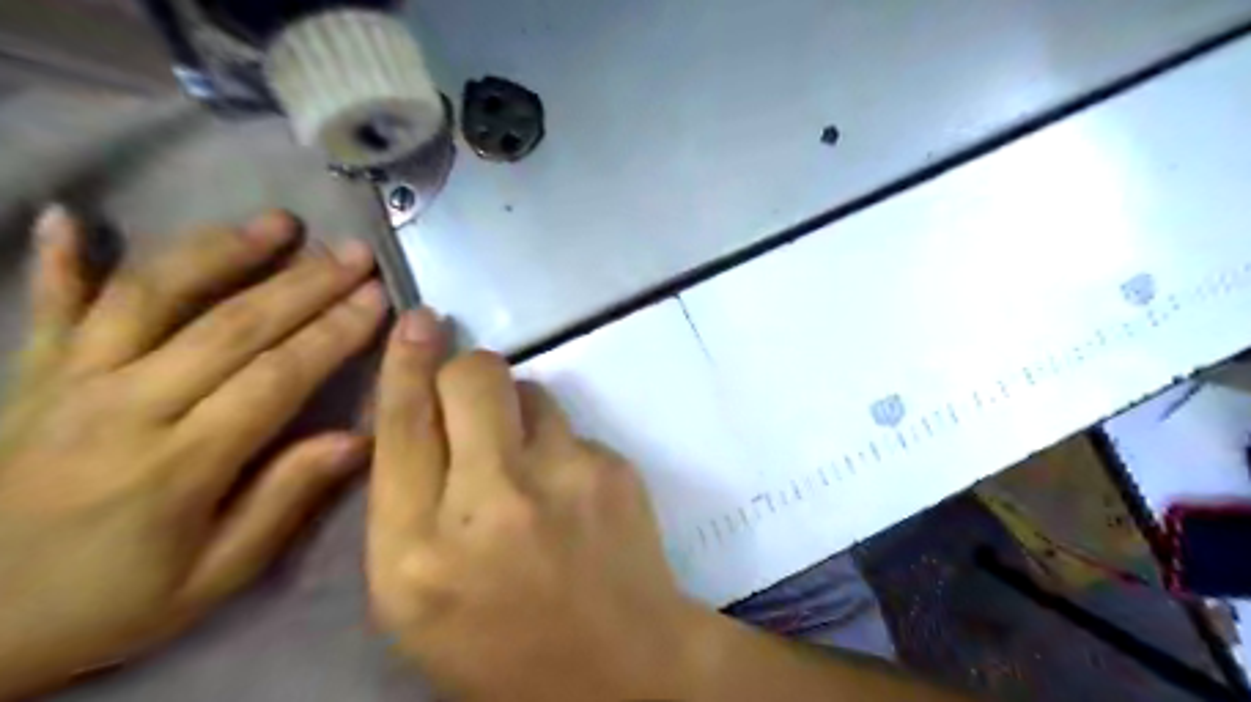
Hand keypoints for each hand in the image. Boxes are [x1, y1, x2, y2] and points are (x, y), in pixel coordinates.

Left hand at [0, 206, 386, 697]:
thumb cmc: (107, 602)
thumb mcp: (213, 577)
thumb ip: (284, 500)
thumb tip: (358, 439)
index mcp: (178, 463)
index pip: (276, 377)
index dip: (333, 333)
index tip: (378, 297)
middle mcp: (123, 407)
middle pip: (230, 326)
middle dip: (303, 284)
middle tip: (353, 253)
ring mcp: (67, 383)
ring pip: (151, 297)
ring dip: (220, 251)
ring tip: (277, 222)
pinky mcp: (27, 376)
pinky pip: (46, 308)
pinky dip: (57, 260)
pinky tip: (70, 215)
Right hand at [369, 313, 718, 701]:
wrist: (619, 665)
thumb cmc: (500, 643)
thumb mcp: (415, 595)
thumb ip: (405, 503)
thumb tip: (421, 414)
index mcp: (418, 550)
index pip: (402, 425)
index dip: (405, 363)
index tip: (417, 320)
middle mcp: (490, 501)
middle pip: (473, 377)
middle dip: (465, 370)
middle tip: (472, 396)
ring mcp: (563, 478)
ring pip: (531, 390)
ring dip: (519, 412)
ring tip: (529, 465)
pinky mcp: (613, 467)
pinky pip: (571, 426)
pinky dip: (560, 446)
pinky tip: (571, 494)